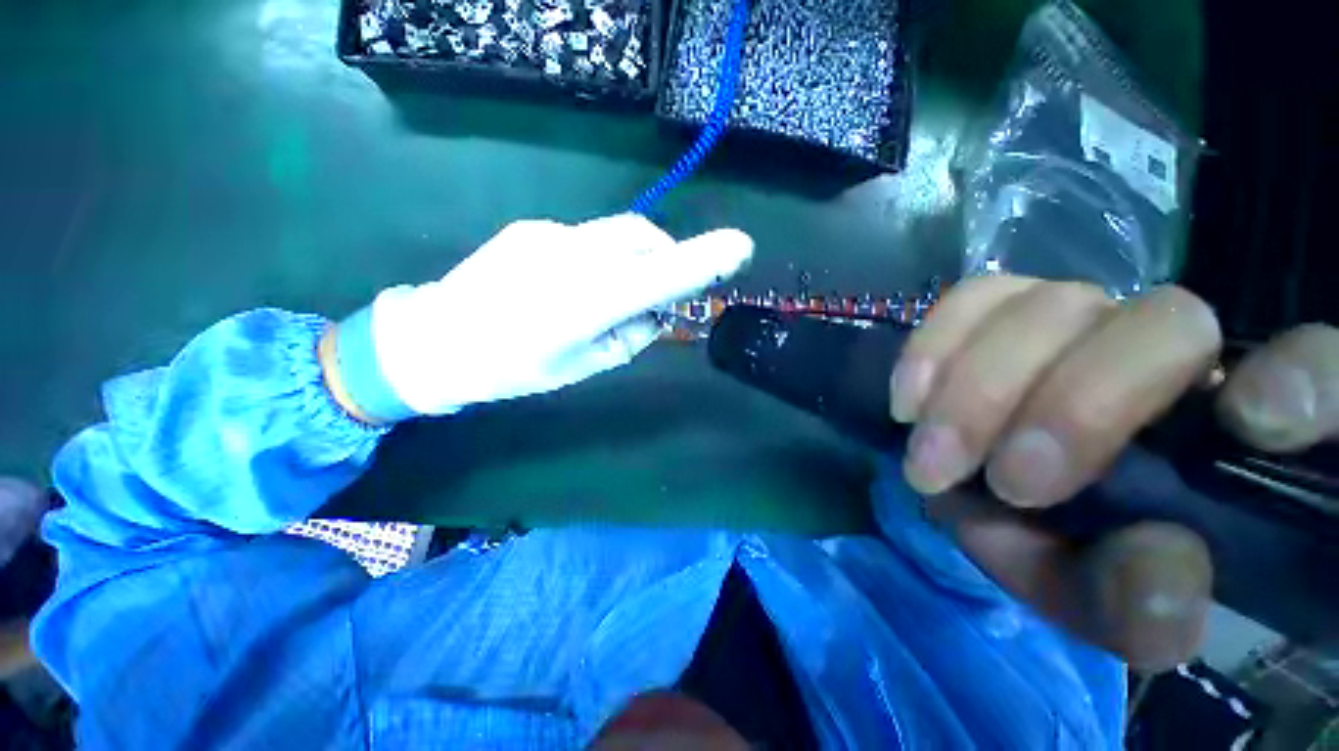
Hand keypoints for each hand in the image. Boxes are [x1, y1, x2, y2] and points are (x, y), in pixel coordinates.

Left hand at [326, 215, 752, 420]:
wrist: (435, 340)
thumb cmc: (513, 368)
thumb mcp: (583, 367)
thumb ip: (629, 335)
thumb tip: (656, 311)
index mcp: (582, 307)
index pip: (656, 277)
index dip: (701, 261)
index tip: (741, 247)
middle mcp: (569, 260)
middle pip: (642, 238)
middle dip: (666, 257)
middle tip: (662, 291)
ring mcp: (548, 236)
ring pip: (618, 234)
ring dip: (636, 258)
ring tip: (615, 291)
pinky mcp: (532, 227)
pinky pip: (589, 238)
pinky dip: (603, 257)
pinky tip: (576, 283)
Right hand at [889, 276, 1337, 669]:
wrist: (1007, 503)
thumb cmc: (1080, 552)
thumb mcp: (1112, 600)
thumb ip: (1142, 605)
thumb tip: (1158, 572)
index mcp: (1239, 428)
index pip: (1324, 367)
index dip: (1304, 375)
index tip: (1255, 421)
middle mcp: (1173, 349)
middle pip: (1160, 324)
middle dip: (1071, 408)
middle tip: (1003, 483)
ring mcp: (1083, 316)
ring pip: (1049, 305)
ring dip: (979, 388)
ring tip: (934, 457)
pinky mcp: (1002, 312)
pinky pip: (969, 299)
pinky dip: (933, 349)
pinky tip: (909, 401)